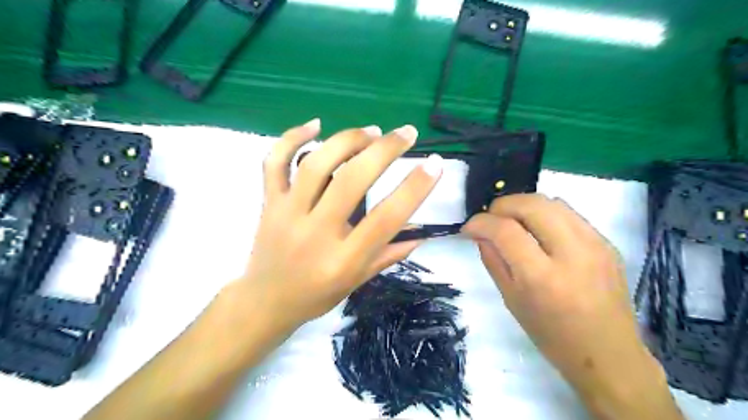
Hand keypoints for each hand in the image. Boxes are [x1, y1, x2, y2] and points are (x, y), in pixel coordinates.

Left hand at [236, 119, 438, 334]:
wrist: (265, 301)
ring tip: (372, 131)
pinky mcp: (268, 203)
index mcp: (343, 260)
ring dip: (348, 140)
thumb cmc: (316, 295)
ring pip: (315, 165)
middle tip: (406, 133)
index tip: (435, 164)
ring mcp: (287, 214)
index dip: (414, 188)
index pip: (385, 219)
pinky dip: (292, 138)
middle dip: (384, 150)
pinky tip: (316, 125)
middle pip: (351, 181)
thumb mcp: (358, 281)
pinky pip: (274, 162)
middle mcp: (315, 233)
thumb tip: (421, 232)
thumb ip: (389, 254)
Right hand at [463, 196, 677, 417]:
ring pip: (552, 201)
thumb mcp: (511, 300)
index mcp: (542, 278)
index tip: (468, 227)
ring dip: (523, 205)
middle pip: (531, 205)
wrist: (609, 355)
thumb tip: (481, 233)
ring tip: (512, 221)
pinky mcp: (607, 242)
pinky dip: (544, 214)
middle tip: (490, 219)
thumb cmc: (552, 335)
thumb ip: (493, 260)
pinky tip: (538, 230)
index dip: (480, 222)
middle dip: (502, 205)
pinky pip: (568, 213)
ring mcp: (595, 245)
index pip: (505, 231)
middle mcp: (571, 254)